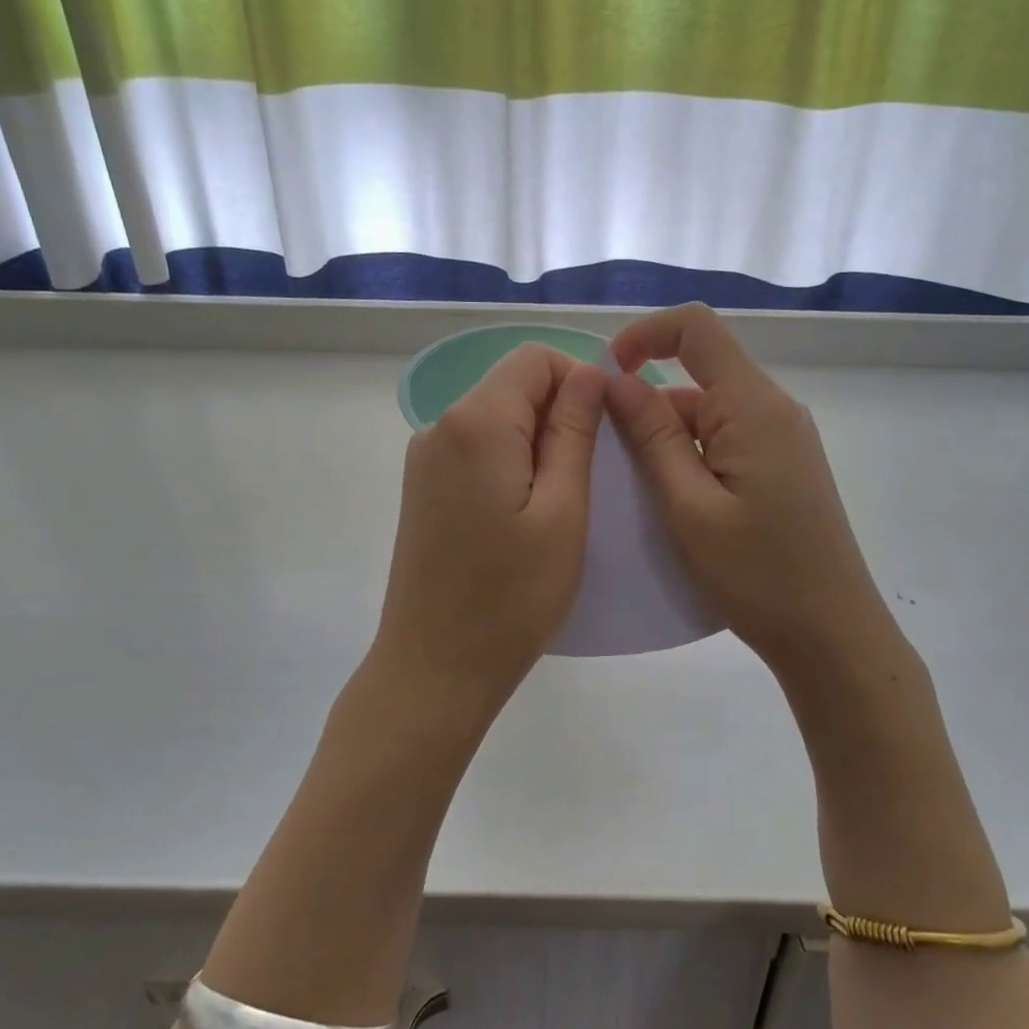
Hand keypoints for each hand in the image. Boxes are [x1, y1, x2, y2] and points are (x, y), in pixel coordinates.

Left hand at [376, 343, 606, 713]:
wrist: (434, 669)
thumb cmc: (511, 598)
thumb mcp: (563, 512)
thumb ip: (574, 432)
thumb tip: (589, 372)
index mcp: (475, 423)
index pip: (534, 359)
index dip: (579, 379)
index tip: (606, 431)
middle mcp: (439, 426)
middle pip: (512, 386)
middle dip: (560, 414)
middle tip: (593, 477)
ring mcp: (424, 459)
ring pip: (496, 419)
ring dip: (538, 442)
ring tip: (564, 503)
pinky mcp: (422, 489)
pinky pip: (476, 450)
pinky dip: (511, 463)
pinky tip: (527, 515)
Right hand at [606, 304, 896, 678]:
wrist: (832, 634)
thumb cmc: (757, 575)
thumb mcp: (689, 507)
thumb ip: (652, 438)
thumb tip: (617, 381)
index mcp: (753, 407)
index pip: (697, 328)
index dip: (645, 334)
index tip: (606, 375)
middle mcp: (775, 409)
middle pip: (699, 376)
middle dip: (648, 406)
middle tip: (612, 464)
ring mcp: (784, 439)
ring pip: (710, 414)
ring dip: (669, 440)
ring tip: (642, 497)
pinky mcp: (785, 467)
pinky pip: (728, 440)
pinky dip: (693, 458)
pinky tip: (679, 505)